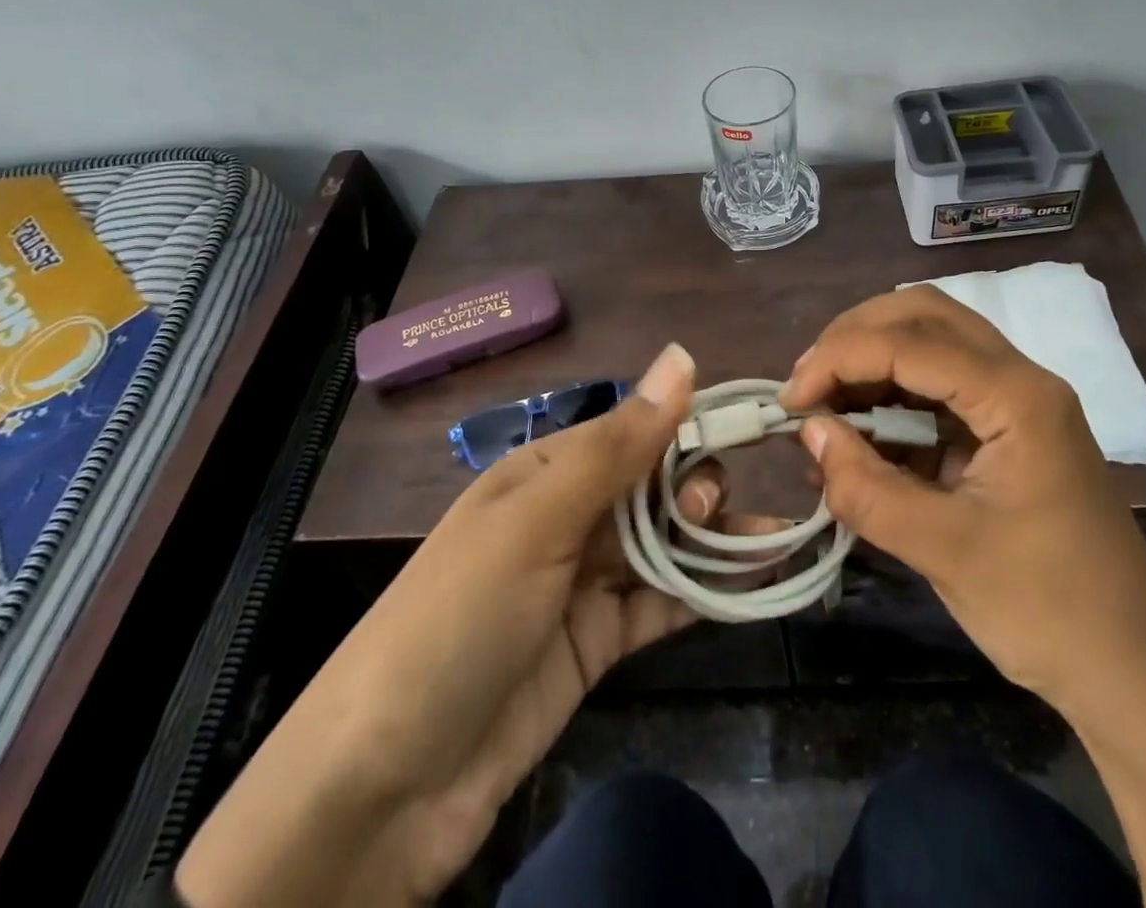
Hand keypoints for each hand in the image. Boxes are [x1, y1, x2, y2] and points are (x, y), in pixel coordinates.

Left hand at [178, 343, 768, 907]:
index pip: (633, 432)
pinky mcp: (598, 643)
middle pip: (654, 488)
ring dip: (713, 539)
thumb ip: (619, 444)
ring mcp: (584, 583)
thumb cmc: (458, 619)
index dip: (688, 428)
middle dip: (696, 489)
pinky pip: (663, 603)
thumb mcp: (537, 520)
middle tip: (711, 512)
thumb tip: (683, 355)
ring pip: (666, 544)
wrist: (382, 791)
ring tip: (764, 543)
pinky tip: (754, 581)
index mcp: (546, 472)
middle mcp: (568, 518)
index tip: (746, 429)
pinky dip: (706, 591)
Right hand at [780, 287, 1145, 712]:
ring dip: (874, 357)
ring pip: (934, 339)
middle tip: (809, 382)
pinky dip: (894, 391)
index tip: (792, 400)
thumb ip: (867, 488)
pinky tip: (862, 426)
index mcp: (1018, 397)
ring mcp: (1018, 398)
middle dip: (857, 336)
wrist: (1131, 671)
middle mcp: (1021, 377)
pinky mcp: (1009, 425)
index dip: (841, 358)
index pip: (912, 343)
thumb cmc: (1046, 611)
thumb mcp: (945, 552)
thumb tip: (808, 432)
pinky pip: (942, 382)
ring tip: (825, 400)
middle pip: (926, 314)